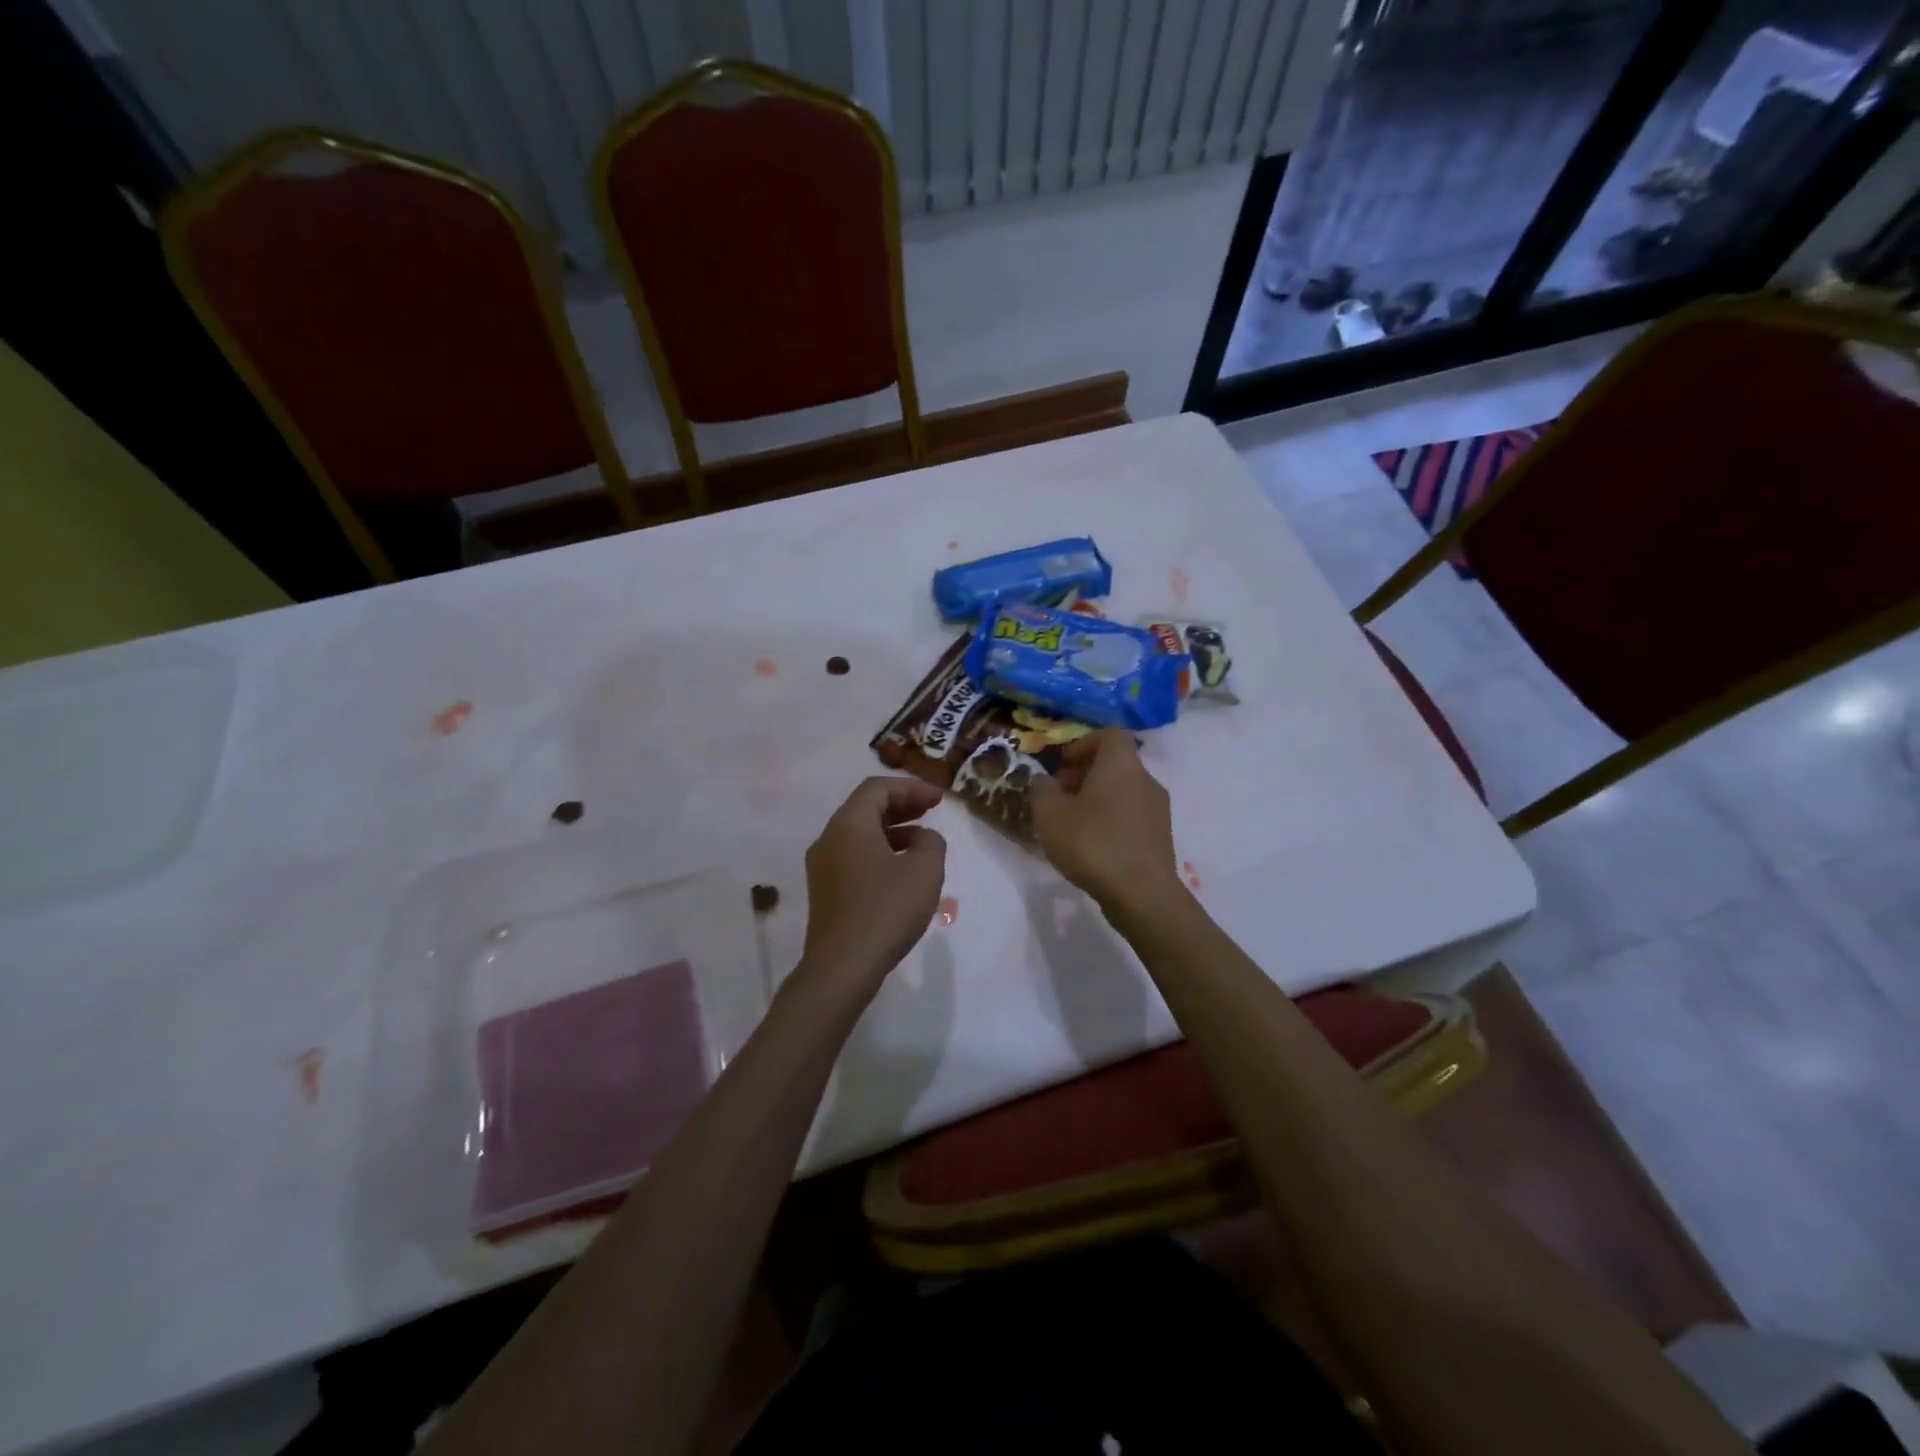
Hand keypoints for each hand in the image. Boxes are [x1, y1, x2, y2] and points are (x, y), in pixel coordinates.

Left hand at [797, 776, 947, 994]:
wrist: (842, 967)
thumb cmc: (885, 911)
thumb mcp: (924, 871)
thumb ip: (931, 842)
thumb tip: (923, 838)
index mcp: (849, 825)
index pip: (877, 788)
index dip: (911, 788)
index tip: (939, 800)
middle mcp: (829, 838)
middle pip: (865, 808)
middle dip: (901, 805)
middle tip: (931, 811)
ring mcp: (822, 866)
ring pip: (859, 833)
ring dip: (892, 830)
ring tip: (922, 841)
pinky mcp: (825, 891)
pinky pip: (853, 856)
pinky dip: (879, 851)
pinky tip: (902, 871)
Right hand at [1029, 729, 1184, 916]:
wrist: (1142, 894)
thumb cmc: (1093, 843)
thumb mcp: (1049, 814)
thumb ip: (1041, 790)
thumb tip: (1043, 781)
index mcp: (1121, 764)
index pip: (1109, 735)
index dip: (1082, 744)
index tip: (1062, 764)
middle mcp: (1146, 779)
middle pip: (1115, 764)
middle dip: (1084, 774)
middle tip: (1058, 796)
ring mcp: (1158, 809)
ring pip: (1123, 791)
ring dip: (1097, 799)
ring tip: (1071, 824)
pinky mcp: (1160, 837)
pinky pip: (1131, 816)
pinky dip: (1111, 820)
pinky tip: (1091, 846)